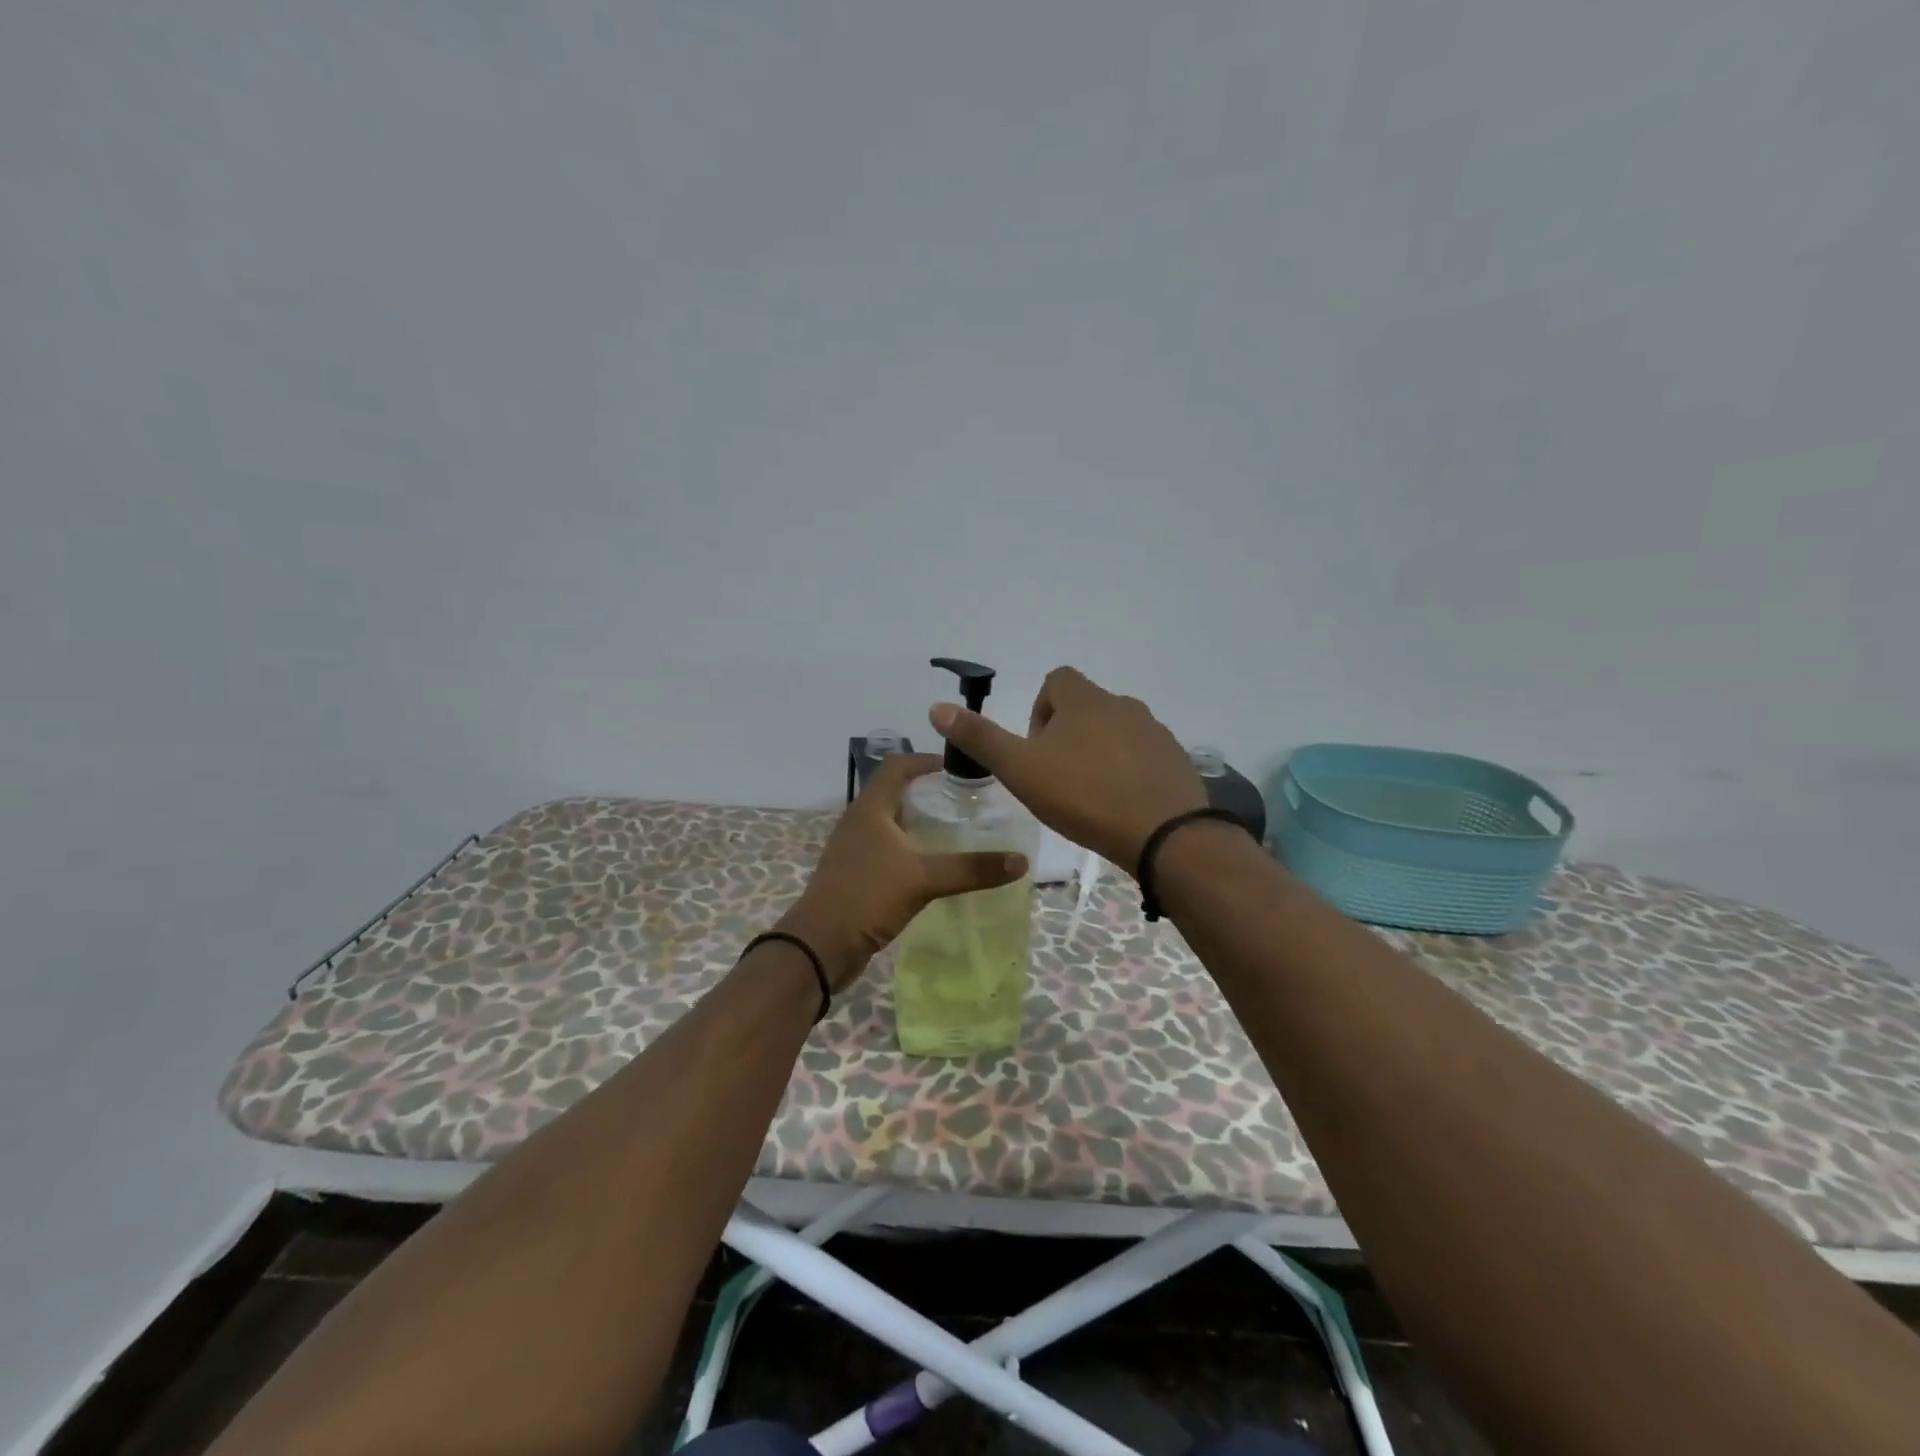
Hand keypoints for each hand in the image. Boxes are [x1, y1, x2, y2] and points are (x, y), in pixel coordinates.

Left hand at [776, 753, 1027, 990]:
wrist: (820, 946)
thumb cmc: (867, 897)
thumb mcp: (923, 879)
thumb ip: (971, 869)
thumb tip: (1020, 861)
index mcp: (870, 808)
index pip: (897, 766)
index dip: (926, 760)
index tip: (960, 768)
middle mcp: (861, 822)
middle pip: (896, 793)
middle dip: (930, 793)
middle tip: (967, 801)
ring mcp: (857, 850)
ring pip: (893, 824)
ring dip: (922, 823)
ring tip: (959, 831)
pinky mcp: (859, 875)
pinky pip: (890, 851)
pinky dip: (913, 849)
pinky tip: (936, 866)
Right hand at [930, 666, 1207, 870]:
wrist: (1162, 833)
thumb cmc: (1083, 796)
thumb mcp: (1020, 769)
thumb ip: (980, 738)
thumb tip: (937, 707)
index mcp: (1084, 700)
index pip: (1057, 680)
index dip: (1040, 709)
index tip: (1035, 748)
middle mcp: (1122, 705)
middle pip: (1086, 706)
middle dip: (1067, 734)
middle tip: (1056, 777)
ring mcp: (1154, 732)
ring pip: (1116, 731)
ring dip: (1098, 752)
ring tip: (1088, 794)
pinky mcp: (1176, 759)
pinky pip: (1143, 755)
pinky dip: (1128, 771)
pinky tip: (1121, 805)